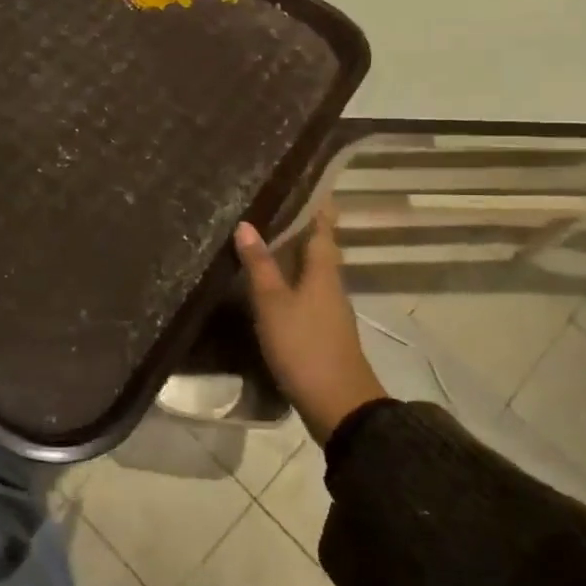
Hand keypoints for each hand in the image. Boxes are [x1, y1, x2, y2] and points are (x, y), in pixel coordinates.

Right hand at [234, 210, 384, 444]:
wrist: (339, 405)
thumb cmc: (305, 346)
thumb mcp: (274, 304)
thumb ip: (260, 265)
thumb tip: (246, 224)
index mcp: (324, 270)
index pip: (323, 225)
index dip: (316, 202)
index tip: (301, 180)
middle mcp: (330, 283)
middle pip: (317, 245)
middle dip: (298, 225)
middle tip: (268, 204)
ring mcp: (328, 308)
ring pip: (310, 269)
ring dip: (291, 252)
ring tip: (261, 236)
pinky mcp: (321, 329)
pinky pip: (305, 291)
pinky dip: (289, 278)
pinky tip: (268, 282)